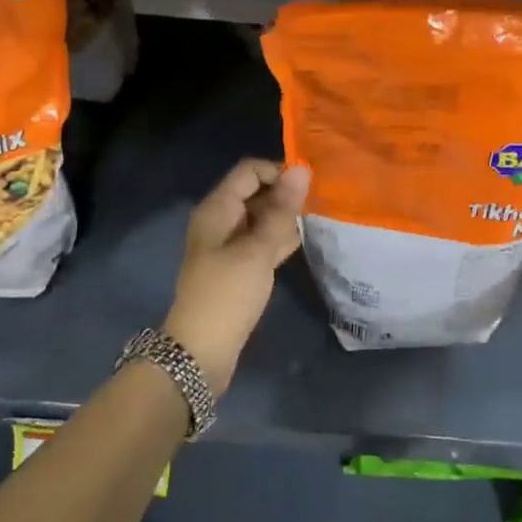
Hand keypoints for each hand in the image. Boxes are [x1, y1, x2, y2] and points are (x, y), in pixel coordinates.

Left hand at [165, 159, 309, 395]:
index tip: (310, 185)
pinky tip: (305, 239)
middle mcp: (221, 220)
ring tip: (318, 219)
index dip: (279, 171)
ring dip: (286, 216)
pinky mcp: (239, 266)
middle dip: (286, 193)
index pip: (249, 171)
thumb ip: (281, 210)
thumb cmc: (227, 294)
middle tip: (320, 203)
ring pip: (262, 217)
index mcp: (217, 209)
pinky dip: (280, 238)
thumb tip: (301, 169)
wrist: (201, 351)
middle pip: (256, 192)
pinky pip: (262, 240)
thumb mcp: (257, 250)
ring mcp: (229, 244)